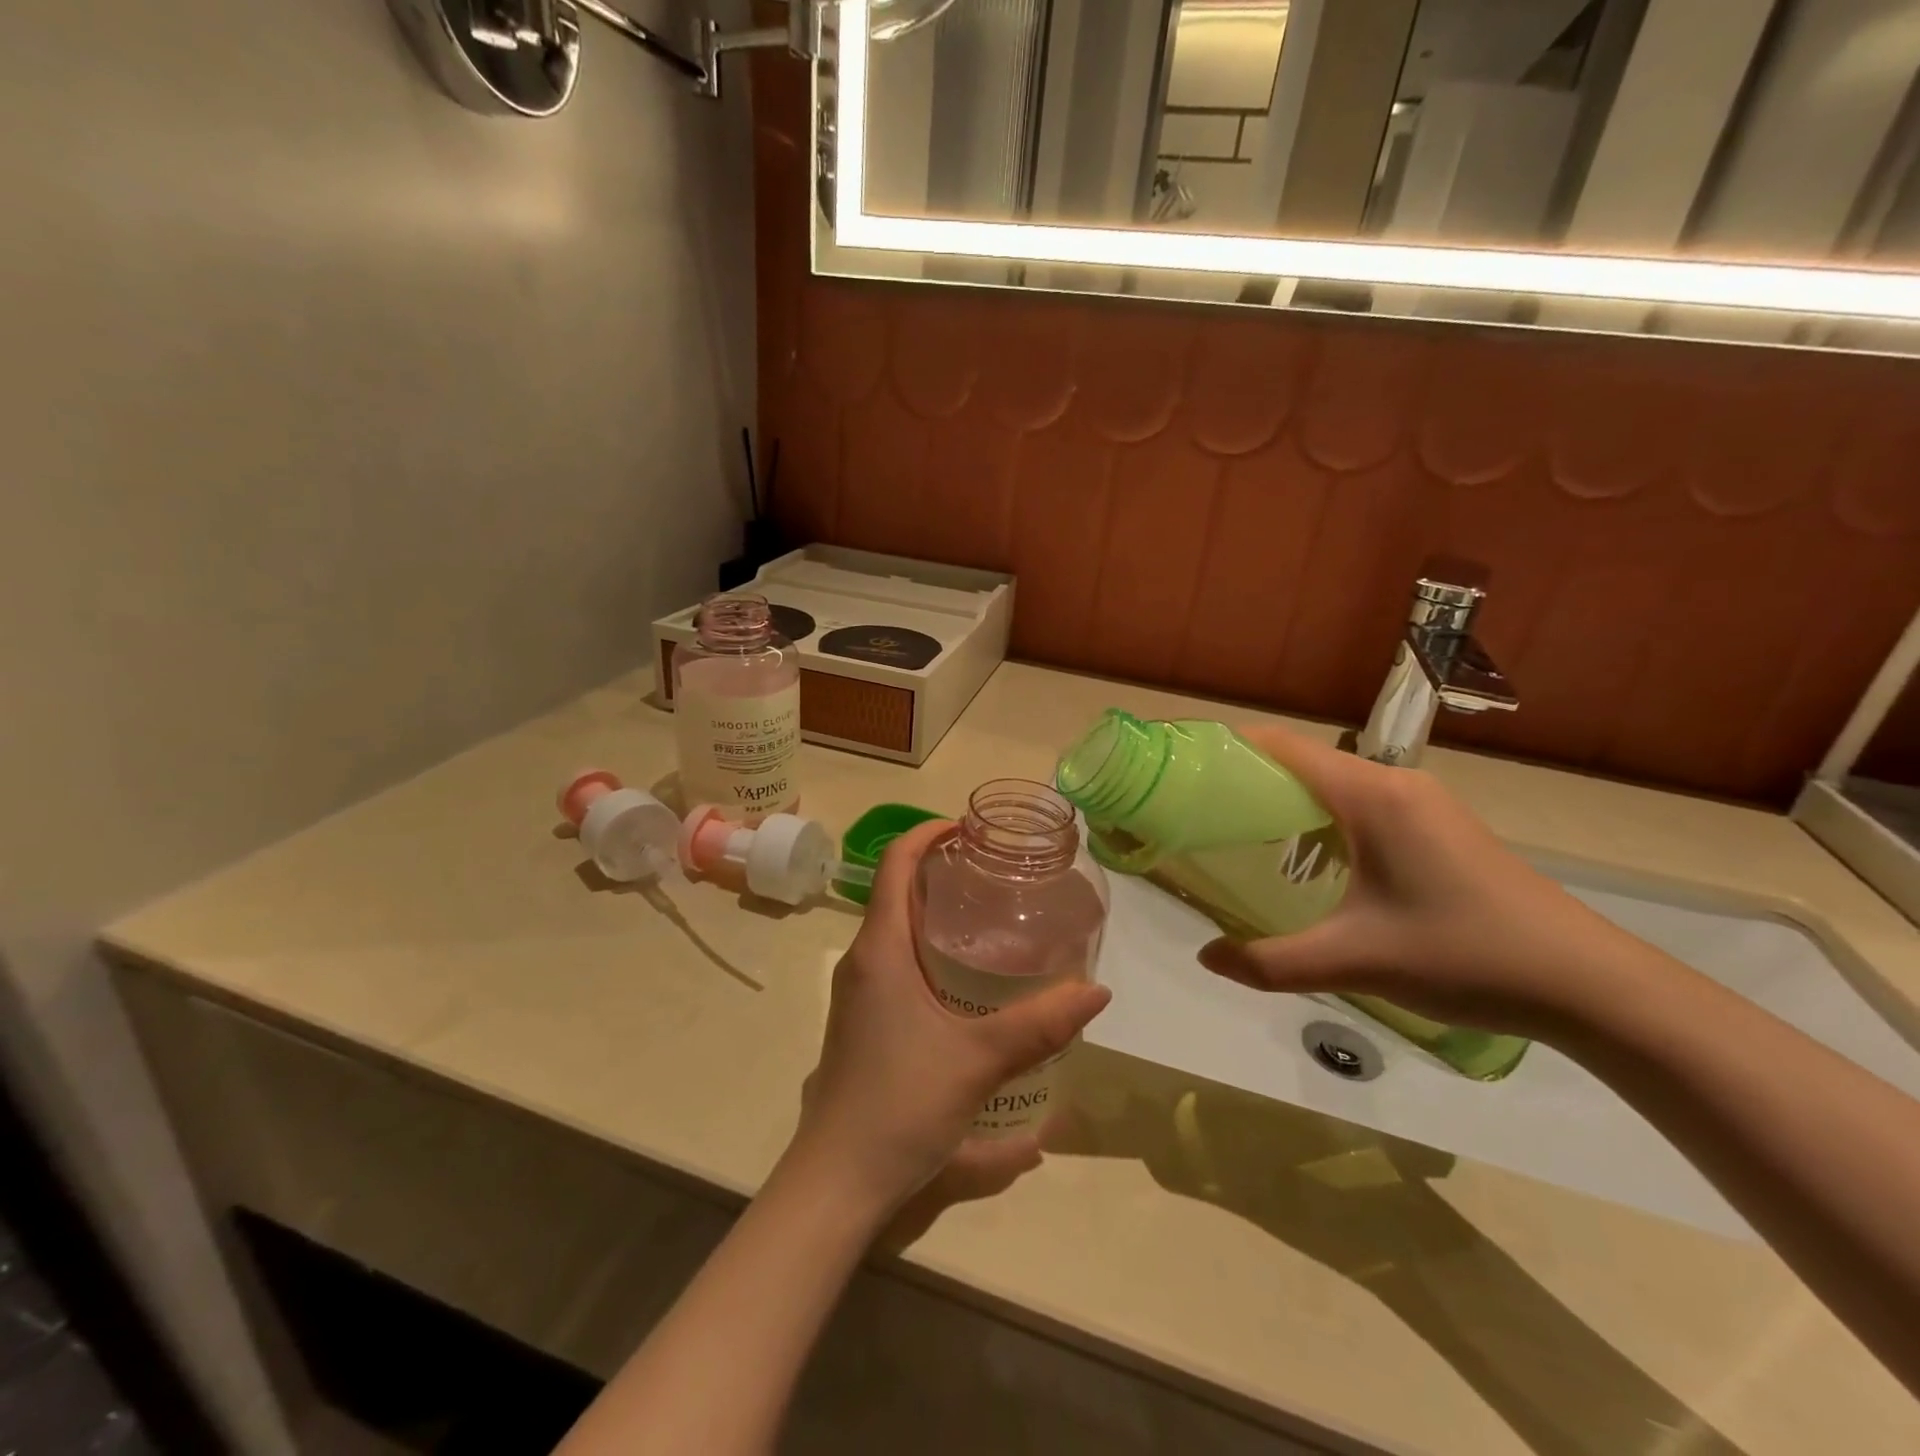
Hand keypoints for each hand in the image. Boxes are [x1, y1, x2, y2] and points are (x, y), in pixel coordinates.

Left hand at [787, 821, 1112, 1221]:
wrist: (836, 1180)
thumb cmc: (900, 1103)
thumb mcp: (978, 1061)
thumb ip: (1040, 1025)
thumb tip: (1097, 991)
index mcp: (879, 950)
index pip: (893, 864)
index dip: (927, 834)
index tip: (969, 828)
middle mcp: (862, 961)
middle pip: (897, 892)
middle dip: (941, 872)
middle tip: (996, 872)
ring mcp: (859, 993)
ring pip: (896, 931)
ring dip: (936, 914)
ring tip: (991, 916)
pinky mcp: (864, 1022)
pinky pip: (896, 964)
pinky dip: (929, 951)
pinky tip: (968, 981)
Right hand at [1196, 725, 1641, 1039]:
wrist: (1590, 985)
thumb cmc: (1464, 955)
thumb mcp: (1355, 961)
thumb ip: (1271, 962)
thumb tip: (1205, 957)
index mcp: (1370, 796)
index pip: (1281, 745)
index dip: (1228, 749)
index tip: (1183, 774)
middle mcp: (1394, 784)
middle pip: (1302, 762)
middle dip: (1247, 781)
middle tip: (1199, 816)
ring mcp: (1422, 805)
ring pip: (1333, 786)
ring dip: (1286, 803)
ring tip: (1242, 841)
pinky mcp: (1439, 828)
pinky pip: (1361, 806)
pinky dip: (1321, 821)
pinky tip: (1311, 866)